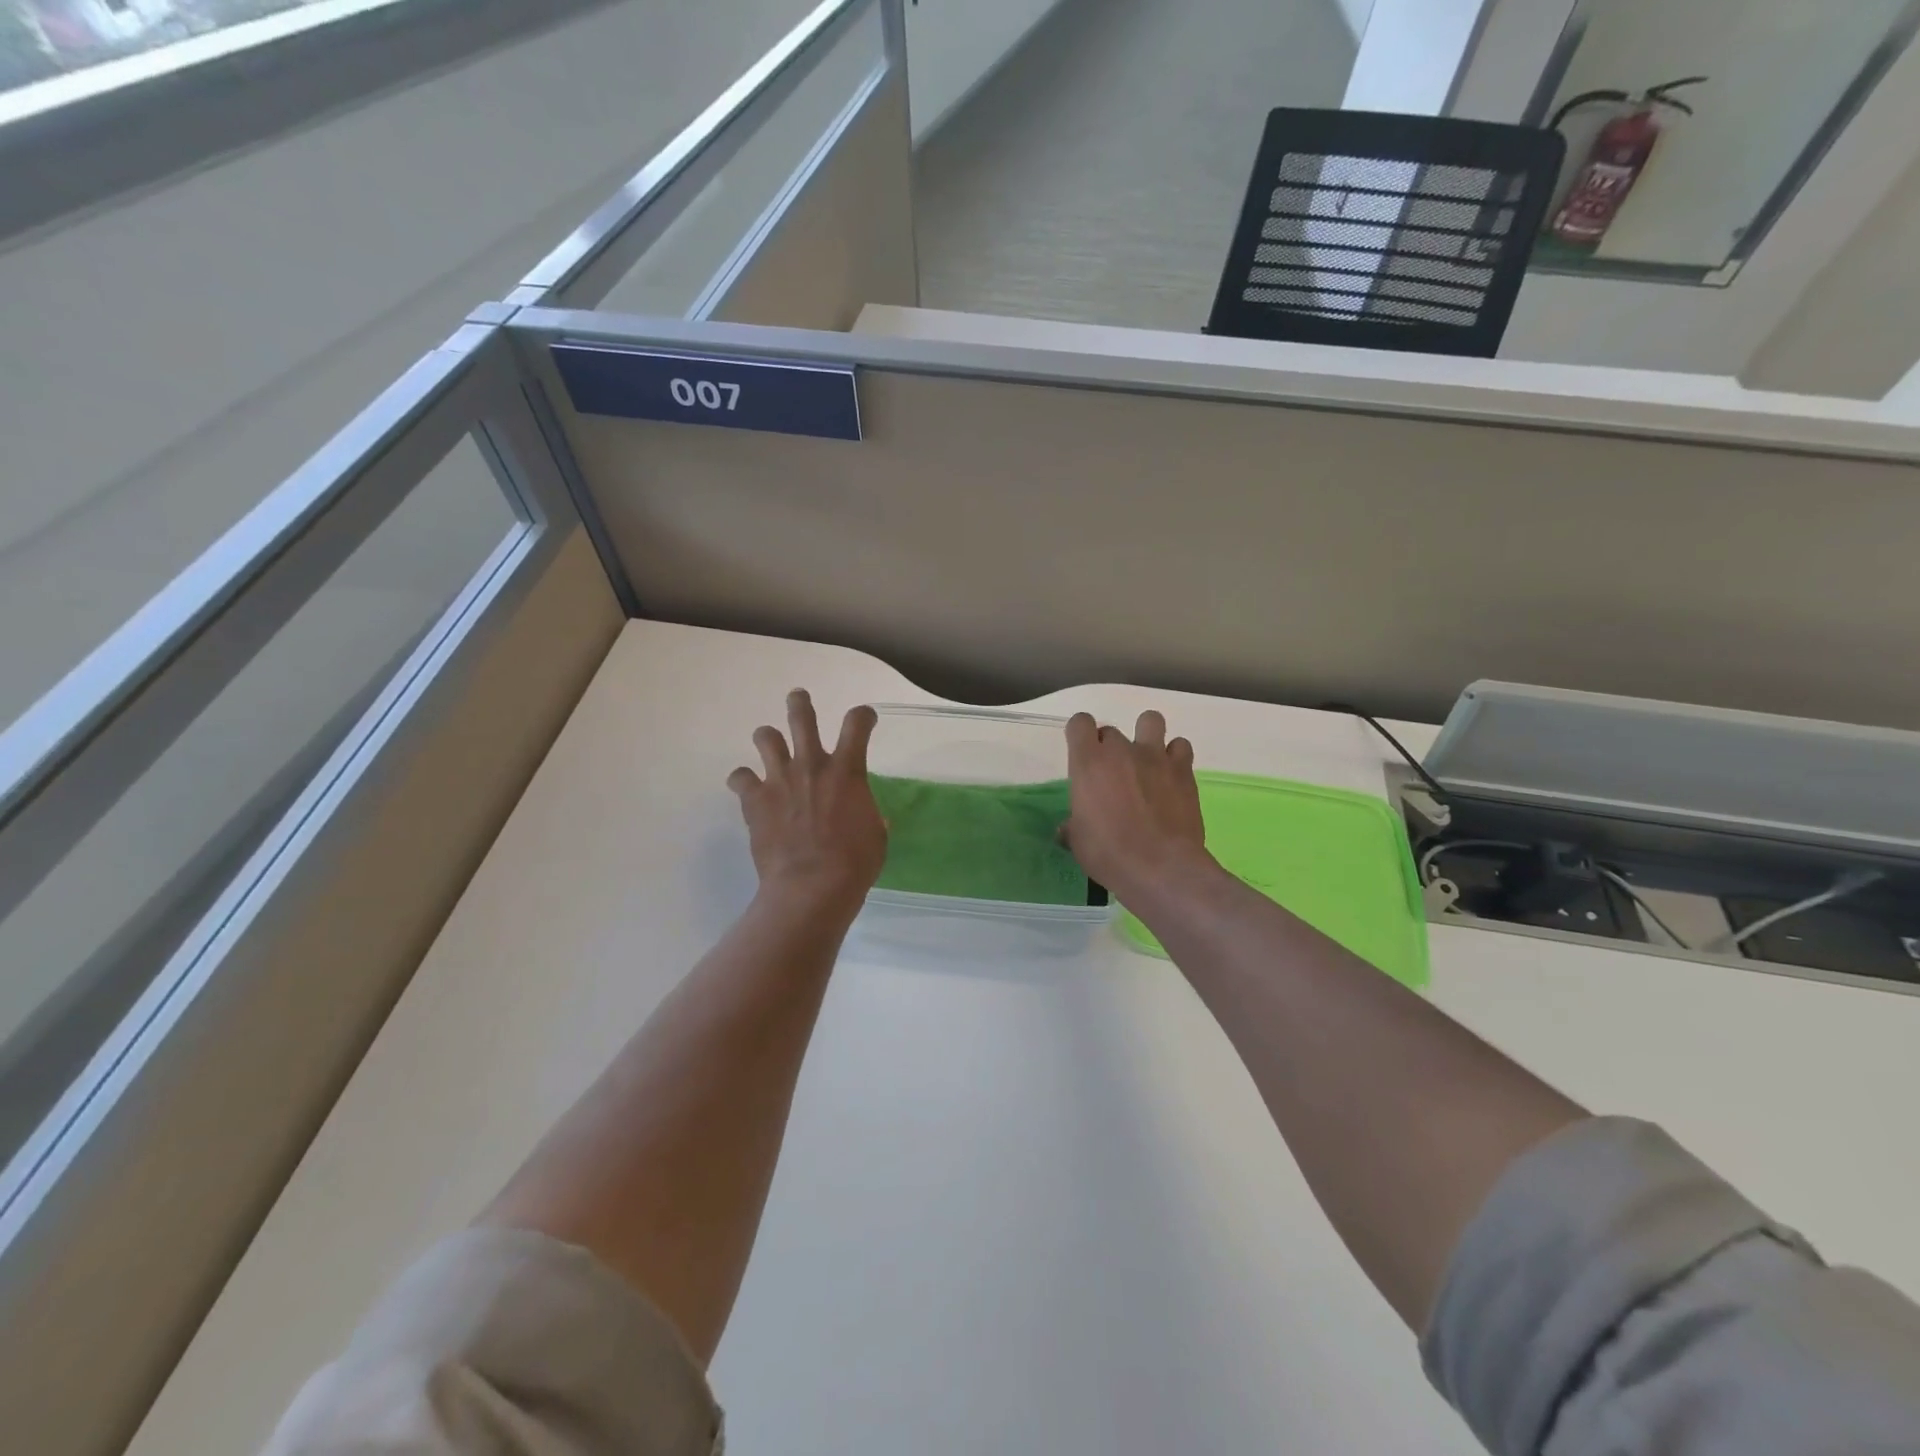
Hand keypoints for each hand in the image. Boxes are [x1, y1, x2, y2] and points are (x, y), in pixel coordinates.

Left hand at [728, 690, 886, 913]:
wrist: (811, 887)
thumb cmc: (854, 864)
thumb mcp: (875, 836)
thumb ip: (868, 816)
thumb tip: (866, 816)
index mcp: (847, 771)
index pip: (857, 723)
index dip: (862, 715)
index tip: (864, 718)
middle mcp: (811, 765)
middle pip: (802, 717)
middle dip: (800, 703)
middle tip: (798, 699)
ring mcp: (779, 779)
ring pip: (765, 737)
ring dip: (768, 738)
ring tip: (770, 744)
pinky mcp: (754, 800)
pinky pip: (739, 777)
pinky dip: (743, 781)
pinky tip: (747, 789)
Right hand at [1062, 710, 1208, 899]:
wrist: (1161, 868)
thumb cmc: (1110, 854)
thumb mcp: (1079, 843)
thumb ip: (1073, 826)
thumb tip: (1067, 828)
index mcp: (1089, 763)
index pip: (1080, 723)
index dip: (1079, 735)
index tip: (1081, 754)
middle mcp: (1121, 751)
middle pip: (1111, 731)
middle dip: (1109, 748)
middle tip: (1112, 776)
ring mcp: (1155, 757)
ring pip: (1150, 720)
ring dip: (1146, 735)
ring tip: (1145, 761)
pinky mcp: (1183, 770)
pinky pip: (1180, 746)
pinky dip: (1175, 756)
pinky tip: (1170, 776)